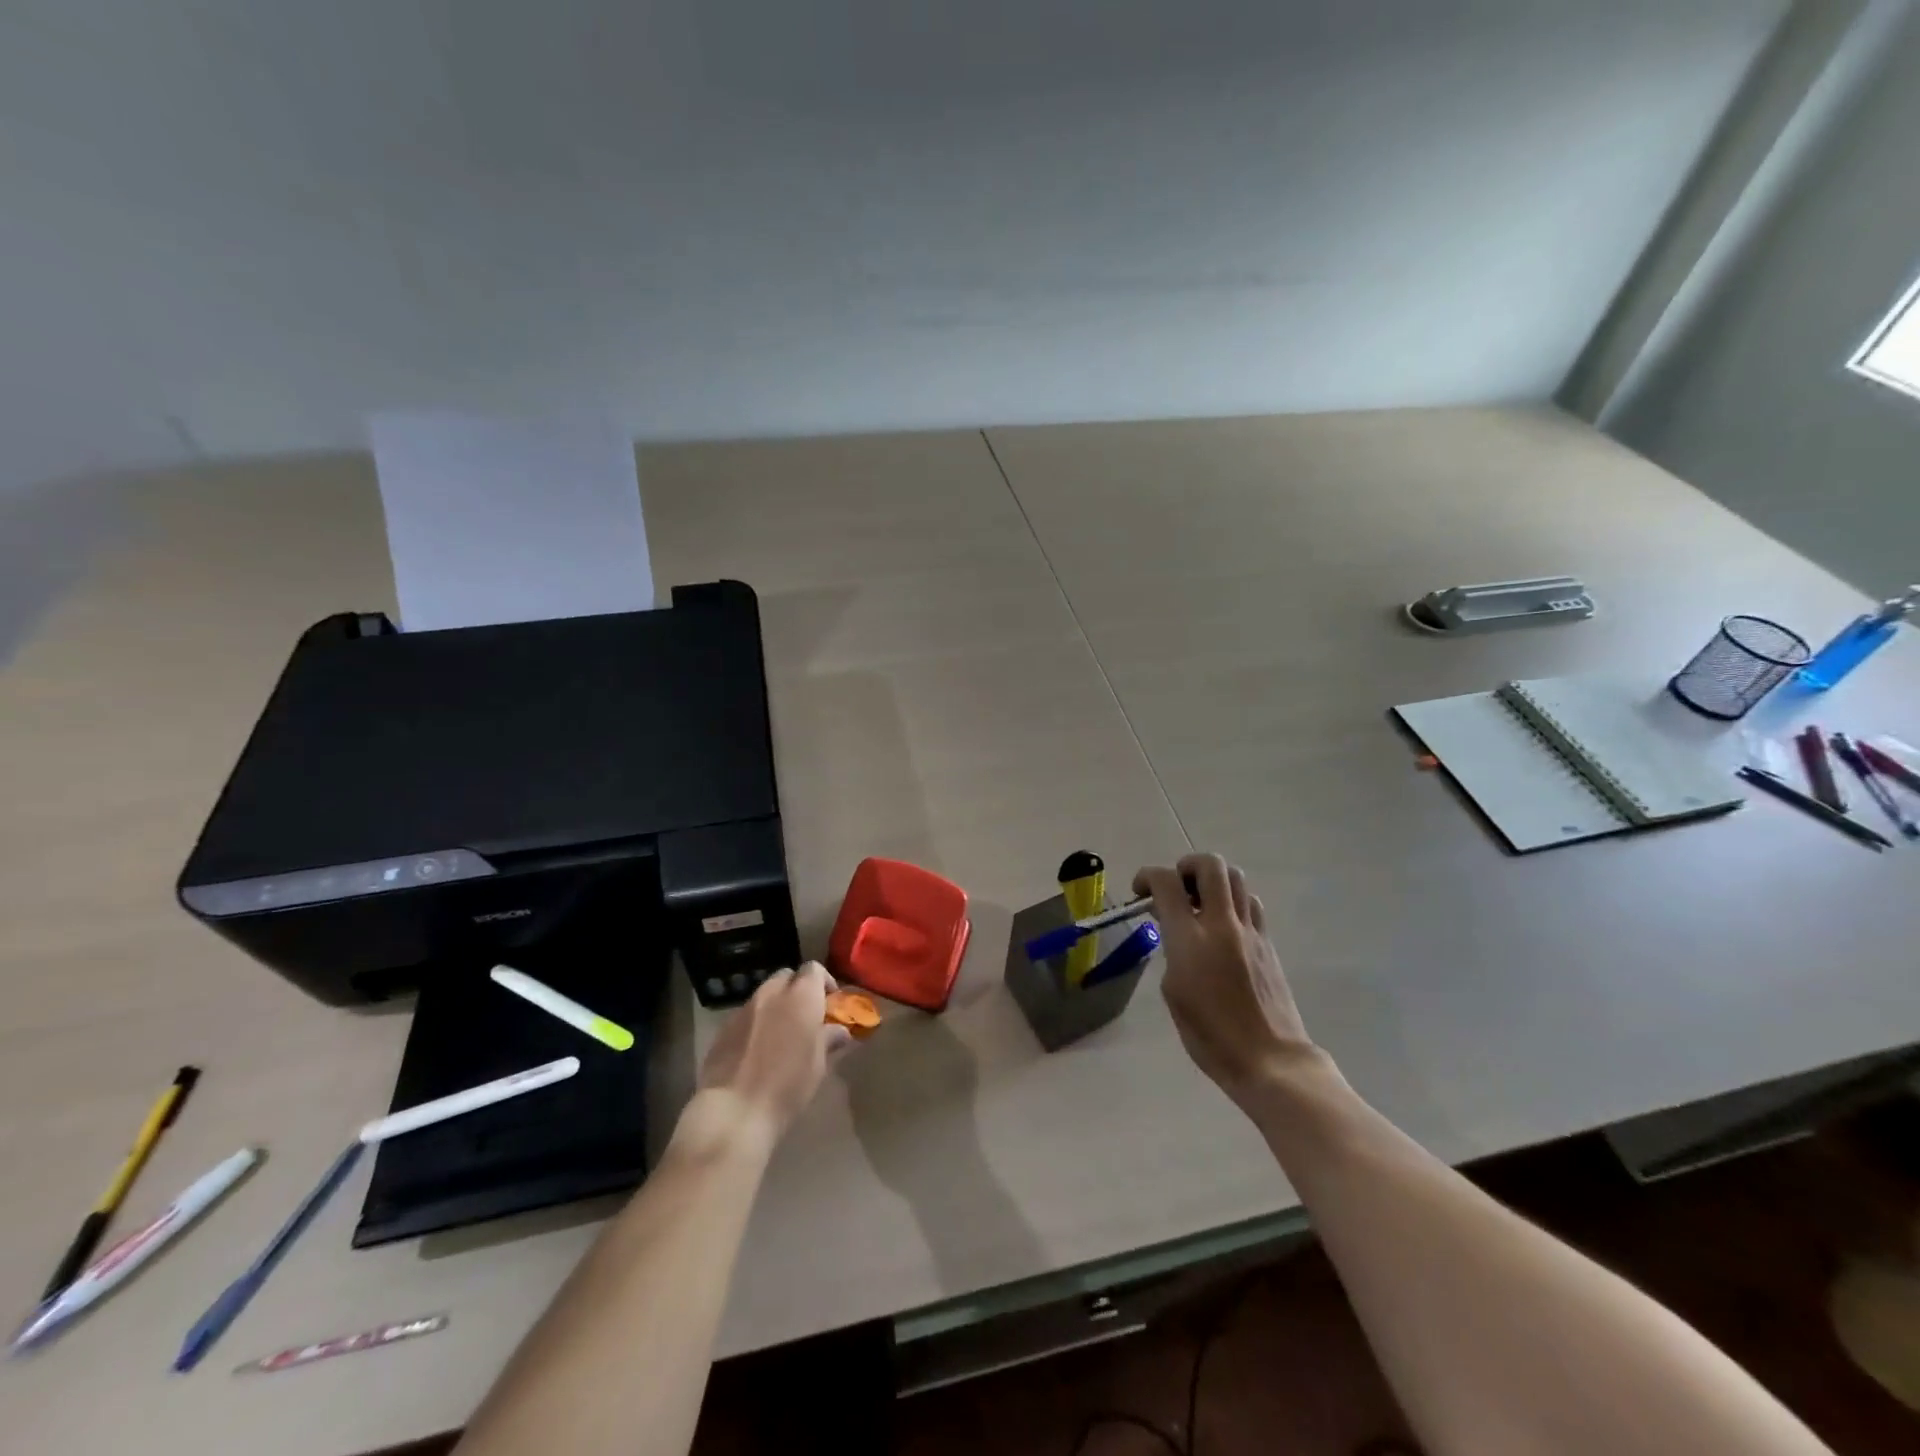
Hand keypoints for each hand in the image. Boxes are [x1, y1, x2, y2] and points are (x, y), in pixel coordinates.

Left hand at [685, 962, 850, 1155]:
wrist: (734, 1111)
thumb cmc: (787, 1086)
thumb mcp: (818, 1065)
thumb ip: (829, 1040)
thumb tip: (839, 1031)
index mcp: (801, 997)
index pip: (814, 969)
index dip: (824, 982)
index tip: (830, 1004)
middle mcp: (771, 993)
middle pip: (787, 977)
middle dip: (798, 990)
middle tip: (806, 1017)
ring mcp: (744, 1008)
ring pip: (765, 994)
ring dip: (776, 1006)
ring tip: (781, 1035)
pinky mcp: (723, 1027)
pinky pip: (746, 1014)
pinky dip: (757, 1022)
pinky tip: (757, 1050)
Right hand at [1134, 854, 1323, 1110]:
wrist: (1269, 1059)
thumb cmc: (1210, 1035)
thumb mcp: (1173, 992)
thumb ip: (1171, 951)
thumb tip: (1175, 932)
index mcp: (1190, 938)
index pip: (1167, 883)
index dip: (1148, 876)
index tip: (1140, 890)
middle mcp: (1221, 924)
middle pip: (1209, 865)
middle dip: (1186, 866)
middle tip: (1176, 887)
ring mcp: (1250, 931)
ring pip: (1236, 877)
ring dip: (1213, 880)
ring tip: (1200, 902)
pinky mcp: (1268, 943)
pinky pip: (1251, 903)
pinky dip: (1233, 901)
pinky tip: (1223, 926)